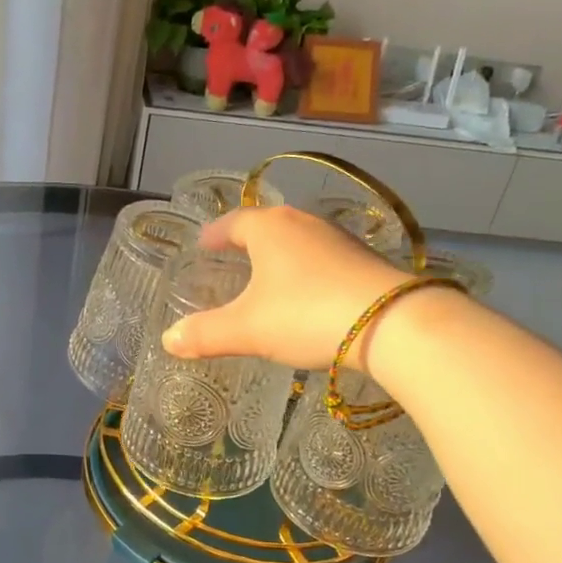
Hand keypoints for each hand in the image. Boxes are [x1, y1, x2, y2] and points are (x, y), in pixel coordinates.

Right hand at [160, 206, 410, 369]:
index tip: (203, 245)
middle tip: (231, 258)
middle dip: (248, 241)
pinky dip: (307, 271)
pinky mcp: (365, 260)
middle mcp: (304, 223)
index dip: (215, 234)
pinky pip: (323, 259)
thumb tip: (168, 340)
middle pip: (268, 226)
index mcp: (270, 228)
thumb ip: (205, 334)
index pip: (233, 222)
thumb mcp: (247, 329)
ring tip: (267, 276)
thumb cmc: (306, 315)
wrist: (393, 323)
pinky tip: (308, 294)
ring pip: (298, 241)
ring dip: (280, 256)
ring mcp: (339, 239)